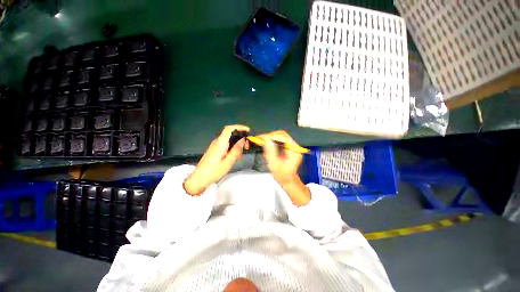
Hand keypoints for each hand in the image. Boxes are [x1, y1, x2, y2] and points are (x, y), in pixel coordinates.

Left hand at [184, 125, 249, 194]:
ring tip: (241, 153)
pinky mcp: (215, 149)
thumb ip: (236, 150)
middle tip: (247, 146)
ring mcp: (215, 145)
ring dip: (237, 143)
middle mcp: (217, 141)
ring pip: (228, 139)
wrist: (199, 178)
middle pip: (230, 133)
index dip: (239, 127)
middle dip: (240, 137)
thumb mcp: (228, 162)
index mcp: (220, 143)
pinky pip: (226, 144)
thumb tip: (243, 140)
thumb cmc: (214, 171)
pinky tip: (235, 156)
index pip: (229, 129)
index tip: (248, 131)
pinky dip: (232, 147)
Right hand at [258, 130, 310, 205]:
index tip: (261, 137)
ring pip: (281, 136)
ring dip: (271, 137)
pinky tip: (266, 143)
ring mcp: (292, 146)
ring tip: (262, 140)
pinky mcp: (289, 147)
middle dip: (270, 136)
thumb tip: (267, 140)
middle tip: (260, 138)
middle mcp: (295, 146)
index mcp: (294, 150)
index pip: (283, 138)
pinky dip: (272, 140)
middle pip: (283, 135)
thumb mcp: (274, 164)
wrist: (287, 180)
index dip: (271, 136)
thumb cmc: (281, 175)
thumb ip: (270, 152)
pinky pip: (280, 140)